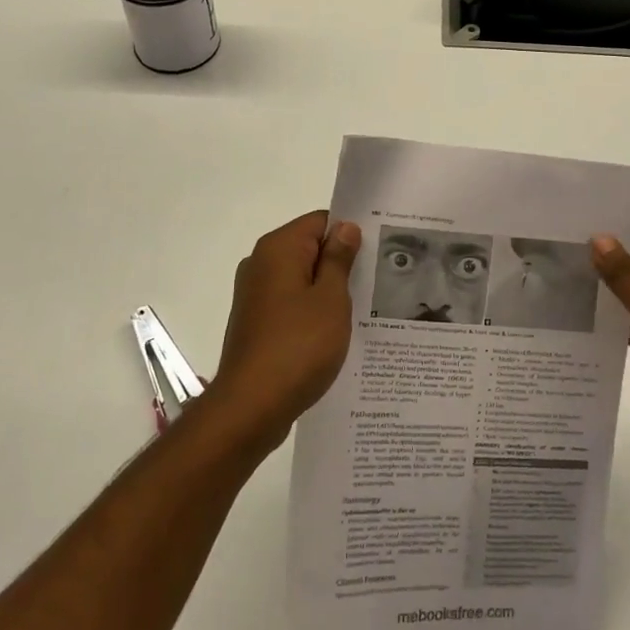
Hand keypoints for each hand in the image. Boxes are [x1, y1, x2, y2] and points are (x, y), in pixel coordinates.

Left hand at [205, 211, 361, 453]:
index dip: (350, 233)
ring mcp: (255, 295)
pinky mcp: (256, 323)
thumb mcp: (331, 299)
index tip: (378, 252)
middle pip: (310, 249)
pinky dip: (312, 312)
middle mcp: (261, 264)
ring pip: (302, 279)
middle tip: (377, 282)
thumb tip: (345, 227)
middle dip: (342, 263)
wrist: (251, 408)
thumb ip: (339, 259)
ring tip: (363, 310)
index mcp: (278, 249)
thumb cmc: (298, 346)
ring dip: (329, 291)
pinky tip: (336, 334)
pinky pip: (291, 304)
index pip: (321, 221)